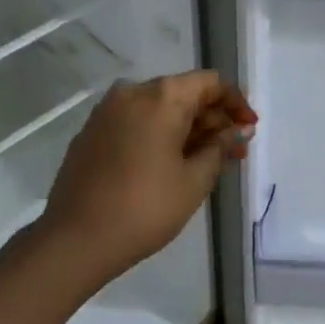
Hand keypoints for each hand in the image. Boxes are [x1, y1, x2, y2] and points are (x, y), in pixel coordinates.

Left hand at [41, 71, 255, 284]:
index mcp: (161, 97)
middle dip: (213, 119)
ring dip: (187, 128)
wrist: (75, 240)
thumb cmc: (145, 208)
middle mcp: (132, 92)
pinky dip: (159, 134)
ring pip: (159, 108)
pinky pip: (136, 122)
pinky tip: (170, 163)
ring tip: (207, 160)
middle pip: (184, 93)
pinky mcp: (91, 132)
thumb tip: (238, 130)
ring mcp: (107, 111)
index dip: (236, 103)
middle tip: (234, 151)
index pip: (210, 83)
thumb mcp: (194, 180)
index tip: (250, 129)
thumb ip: (220, 147)